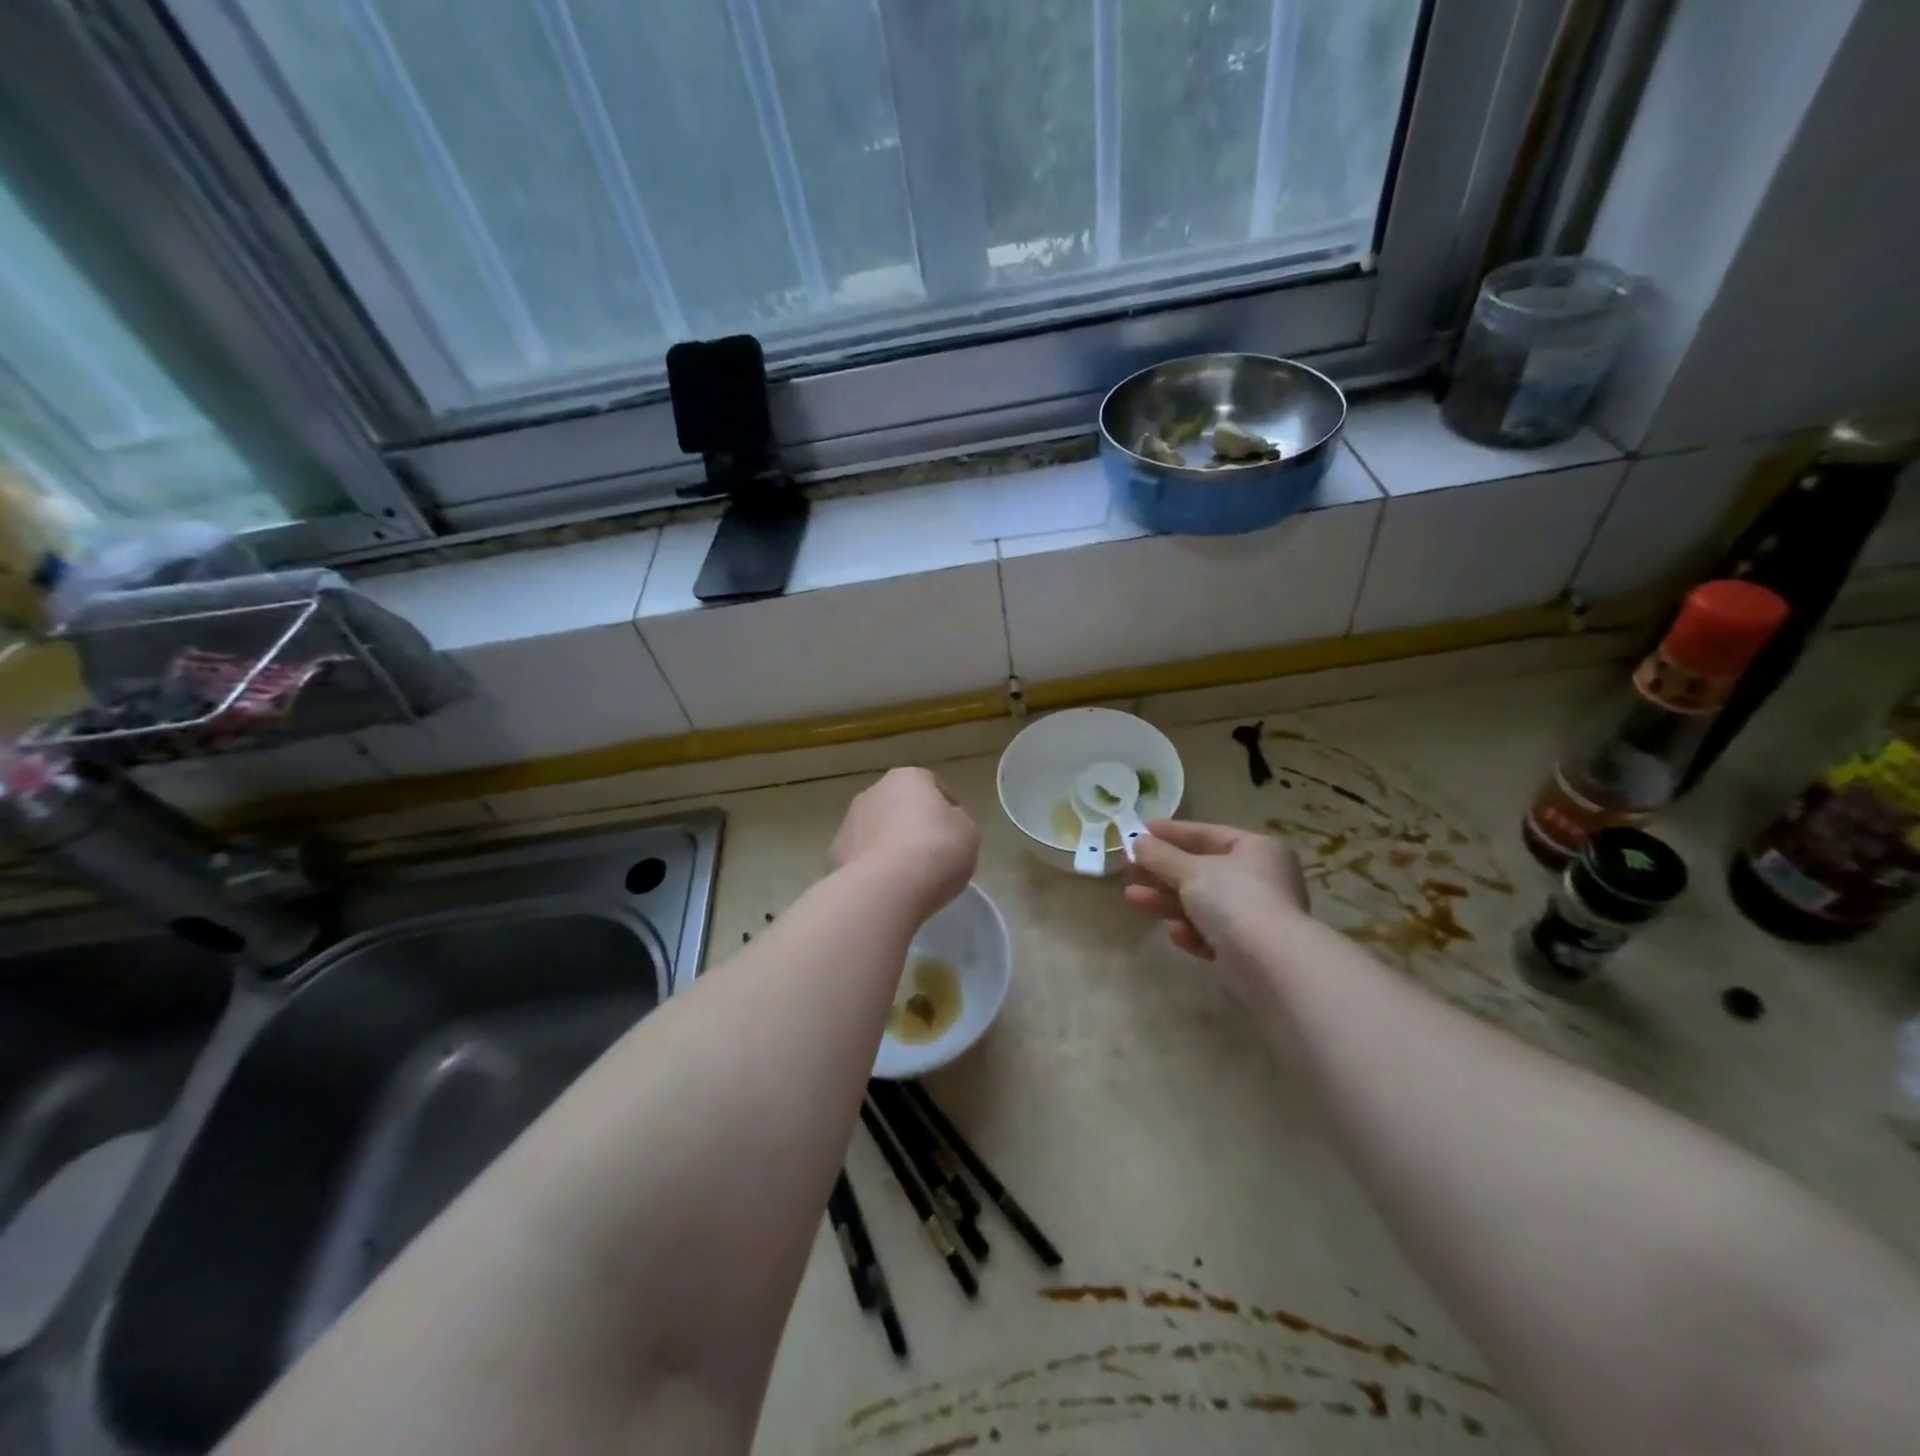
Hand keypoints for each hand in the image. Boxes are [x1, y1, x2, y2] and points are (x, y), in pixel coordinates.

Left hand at [830, 768, 979, 919]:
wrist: (886, 887)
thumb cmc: (936, 849)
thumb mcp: (967, 832)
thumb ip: (957, 821)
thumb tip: (945, 823)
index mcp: (907, 778)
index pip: (932, 785)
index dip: (946, 809)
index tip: (955, 833)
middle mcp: (873, 792)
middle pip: (899, 806)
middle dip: (912, 825)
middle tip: (931, 854)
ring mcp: (848, 822)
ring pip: (875, 831)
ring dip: (888, 846)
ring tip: (907, 877)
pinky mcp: (834, 854)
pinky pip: (861, 858)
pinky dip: (872, 869)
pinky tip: (885, 889)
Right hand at [1123, 819, 1307, 960]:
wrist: (1270, 965)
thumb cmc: (1234, 900)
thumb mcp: (1191, 870)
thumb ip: (1161, 856)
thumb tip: (1137, 842)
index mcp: (1256, 850)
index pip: (1207, 834)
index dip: (1171, 832)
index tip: (1138, 831)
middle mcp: (1260, 879)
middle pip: (1201, 870)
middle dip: (1162, 871)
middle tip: (1128, 868)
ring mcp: (1254, 916)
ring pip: (1201, 903)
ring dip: (1166, 900)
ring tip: (1131, 897)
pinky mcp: (1245, 950)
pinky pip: (1210, 933)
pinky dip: (1190, 930)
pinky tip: (1173, 932)